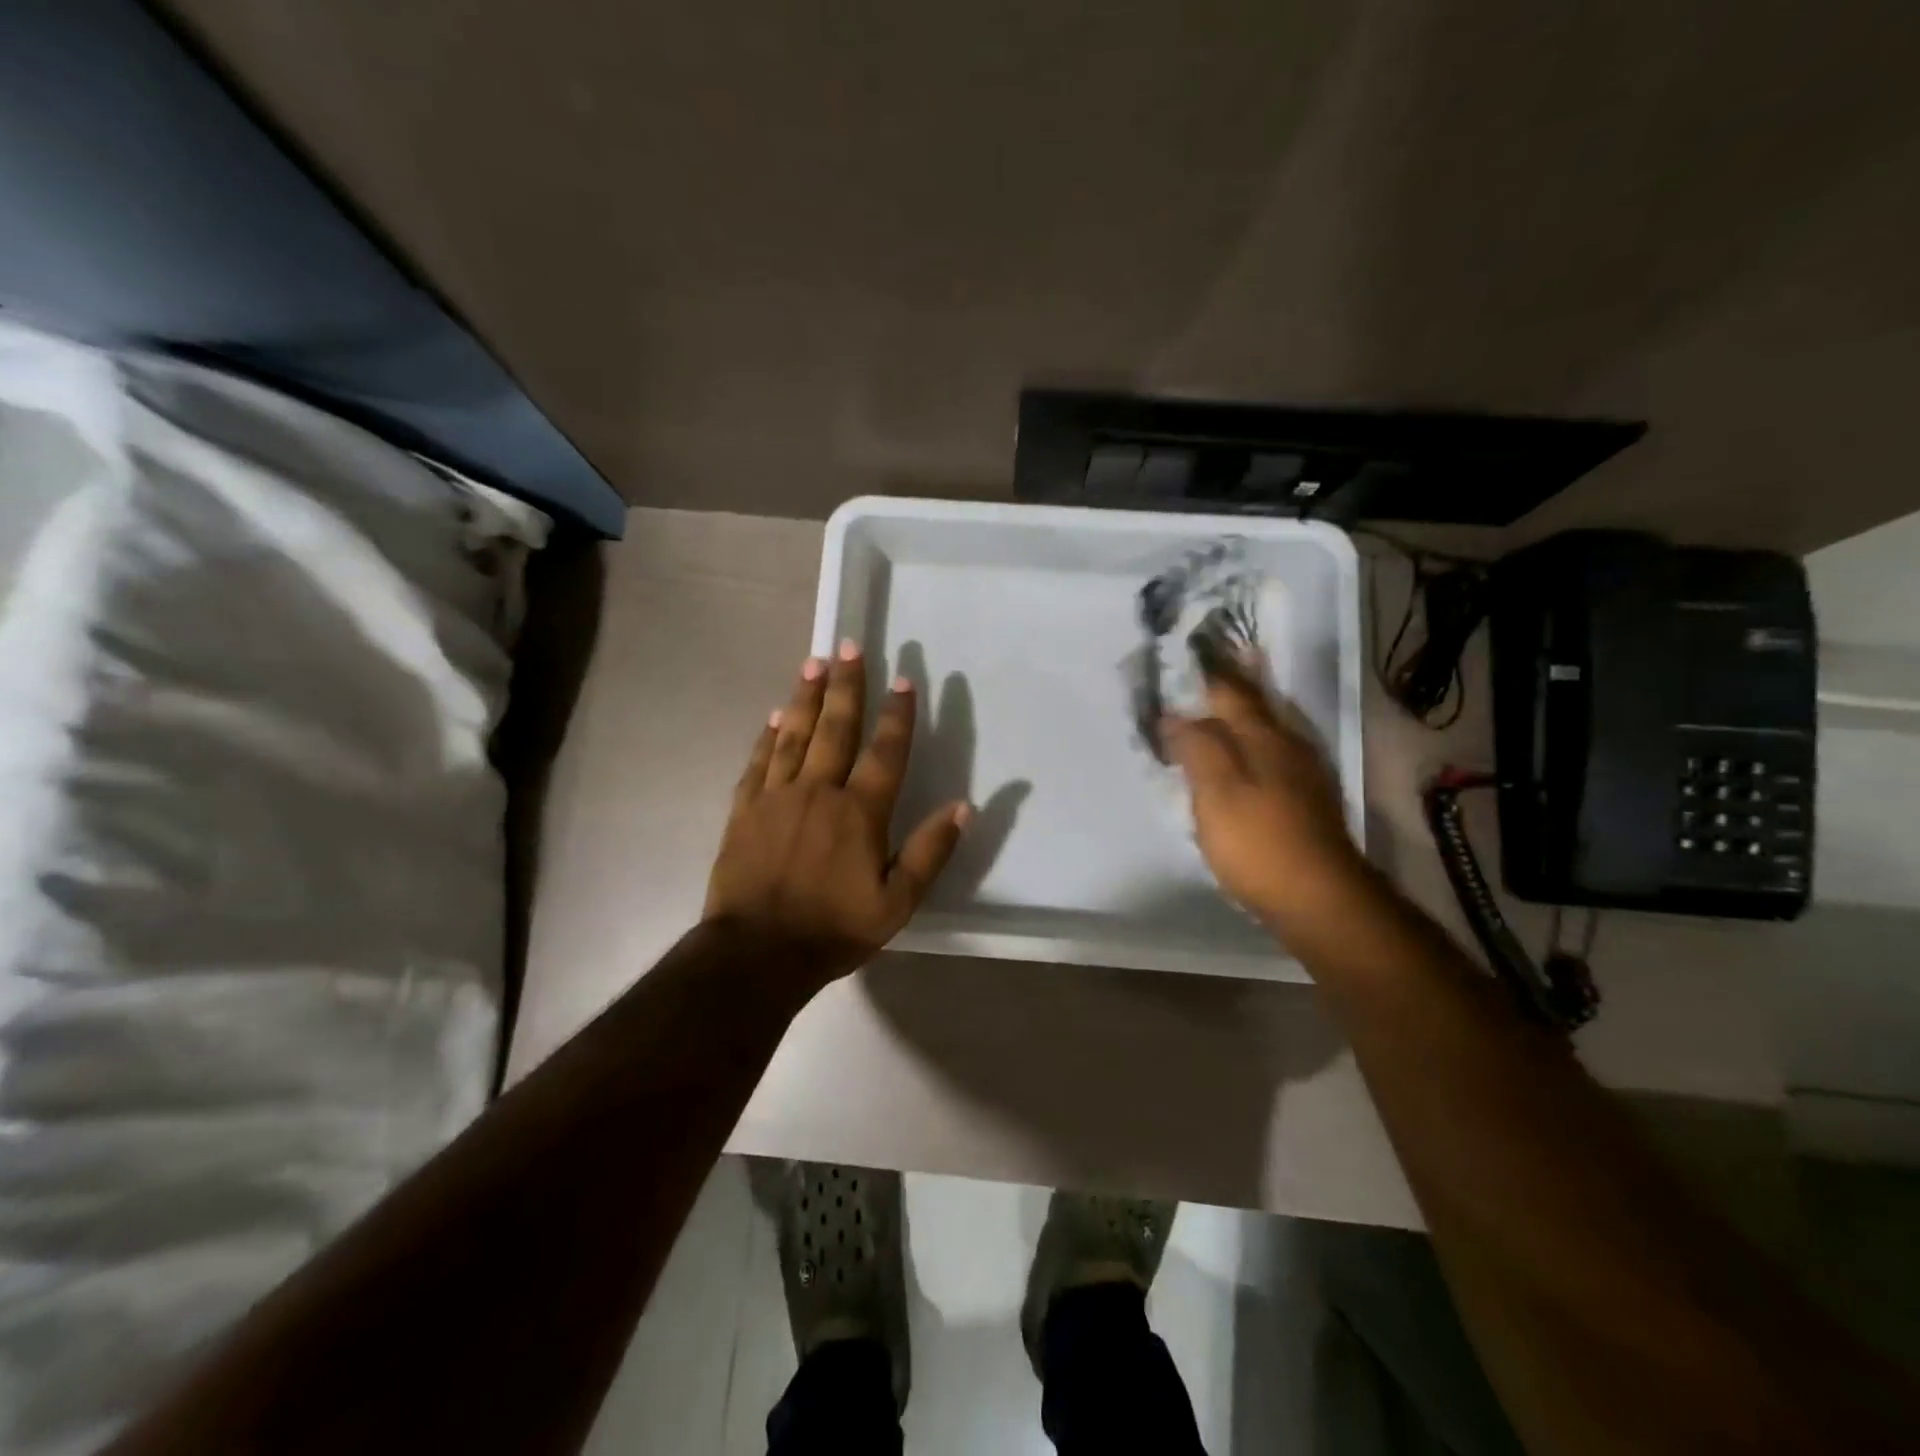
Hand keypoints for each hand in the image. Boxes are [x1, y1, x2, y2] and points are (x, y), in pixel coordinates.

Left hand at [704, 641, 970, 986]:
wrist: (756, 954)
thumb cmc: (833, 930)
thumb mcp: (896, 903)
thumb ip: (930, 852)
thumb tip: (965, 807)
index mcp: (859, 812)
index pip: (886, 752)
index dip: (898, 715)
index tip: (905, 679)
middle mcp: (819, 791)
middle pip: (836, 728)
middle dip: (847, 685)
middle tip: (850, 646)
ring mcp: (777, 797)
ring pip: (795, 735)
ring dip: (807, 697)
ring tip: (815, 662)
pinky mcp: (745, 809)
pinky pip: (759, 761)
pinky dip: (769, 735)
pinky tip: (776, 715)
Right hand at [1163, 666, 1367, 931]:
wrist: (1319, 899)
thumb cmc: (1258, 842)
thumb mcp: (1216, 792)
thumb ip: (1196, 747)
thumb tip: (1176, 715)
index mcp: (1263, 737)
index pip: (1230, 691)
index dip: (1206, 673)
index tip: (1183, 655)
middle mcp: (1288, 746)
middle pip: (1255, 706)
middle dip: (1229, 685)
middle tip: (1204, 667)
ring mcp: (1303, 774)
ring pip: (1265, 731)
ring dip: (1240, 716)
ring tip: (1216, 707)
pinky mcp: (1306, 802)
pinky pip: (1272, 757)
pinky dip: (1251, 746)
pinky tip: (1243, 758)